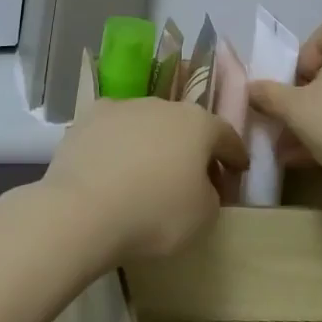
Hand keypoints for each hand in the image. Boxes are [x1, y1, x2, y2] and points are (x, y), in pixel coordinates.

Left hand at [40, 98, 248, 263]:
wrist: (83, 210)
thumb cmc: (155, 214)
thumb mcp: (204, 216)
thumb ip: (211, 192)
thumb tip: (201, 183)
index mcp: (197, 123)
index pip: (226, 135)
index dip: (235, 155)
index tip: (238, 170)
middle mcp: (162, 104)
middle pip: (185, 126)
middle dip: (191, 148)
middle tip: (191, 177)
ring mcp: (122, 106)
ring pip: (147, 124)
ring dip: (152, 143)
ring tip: (146, 174)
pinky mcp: (88, 118)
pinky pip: (114, 131)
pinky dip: (118, 146)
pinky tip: (112, 169)